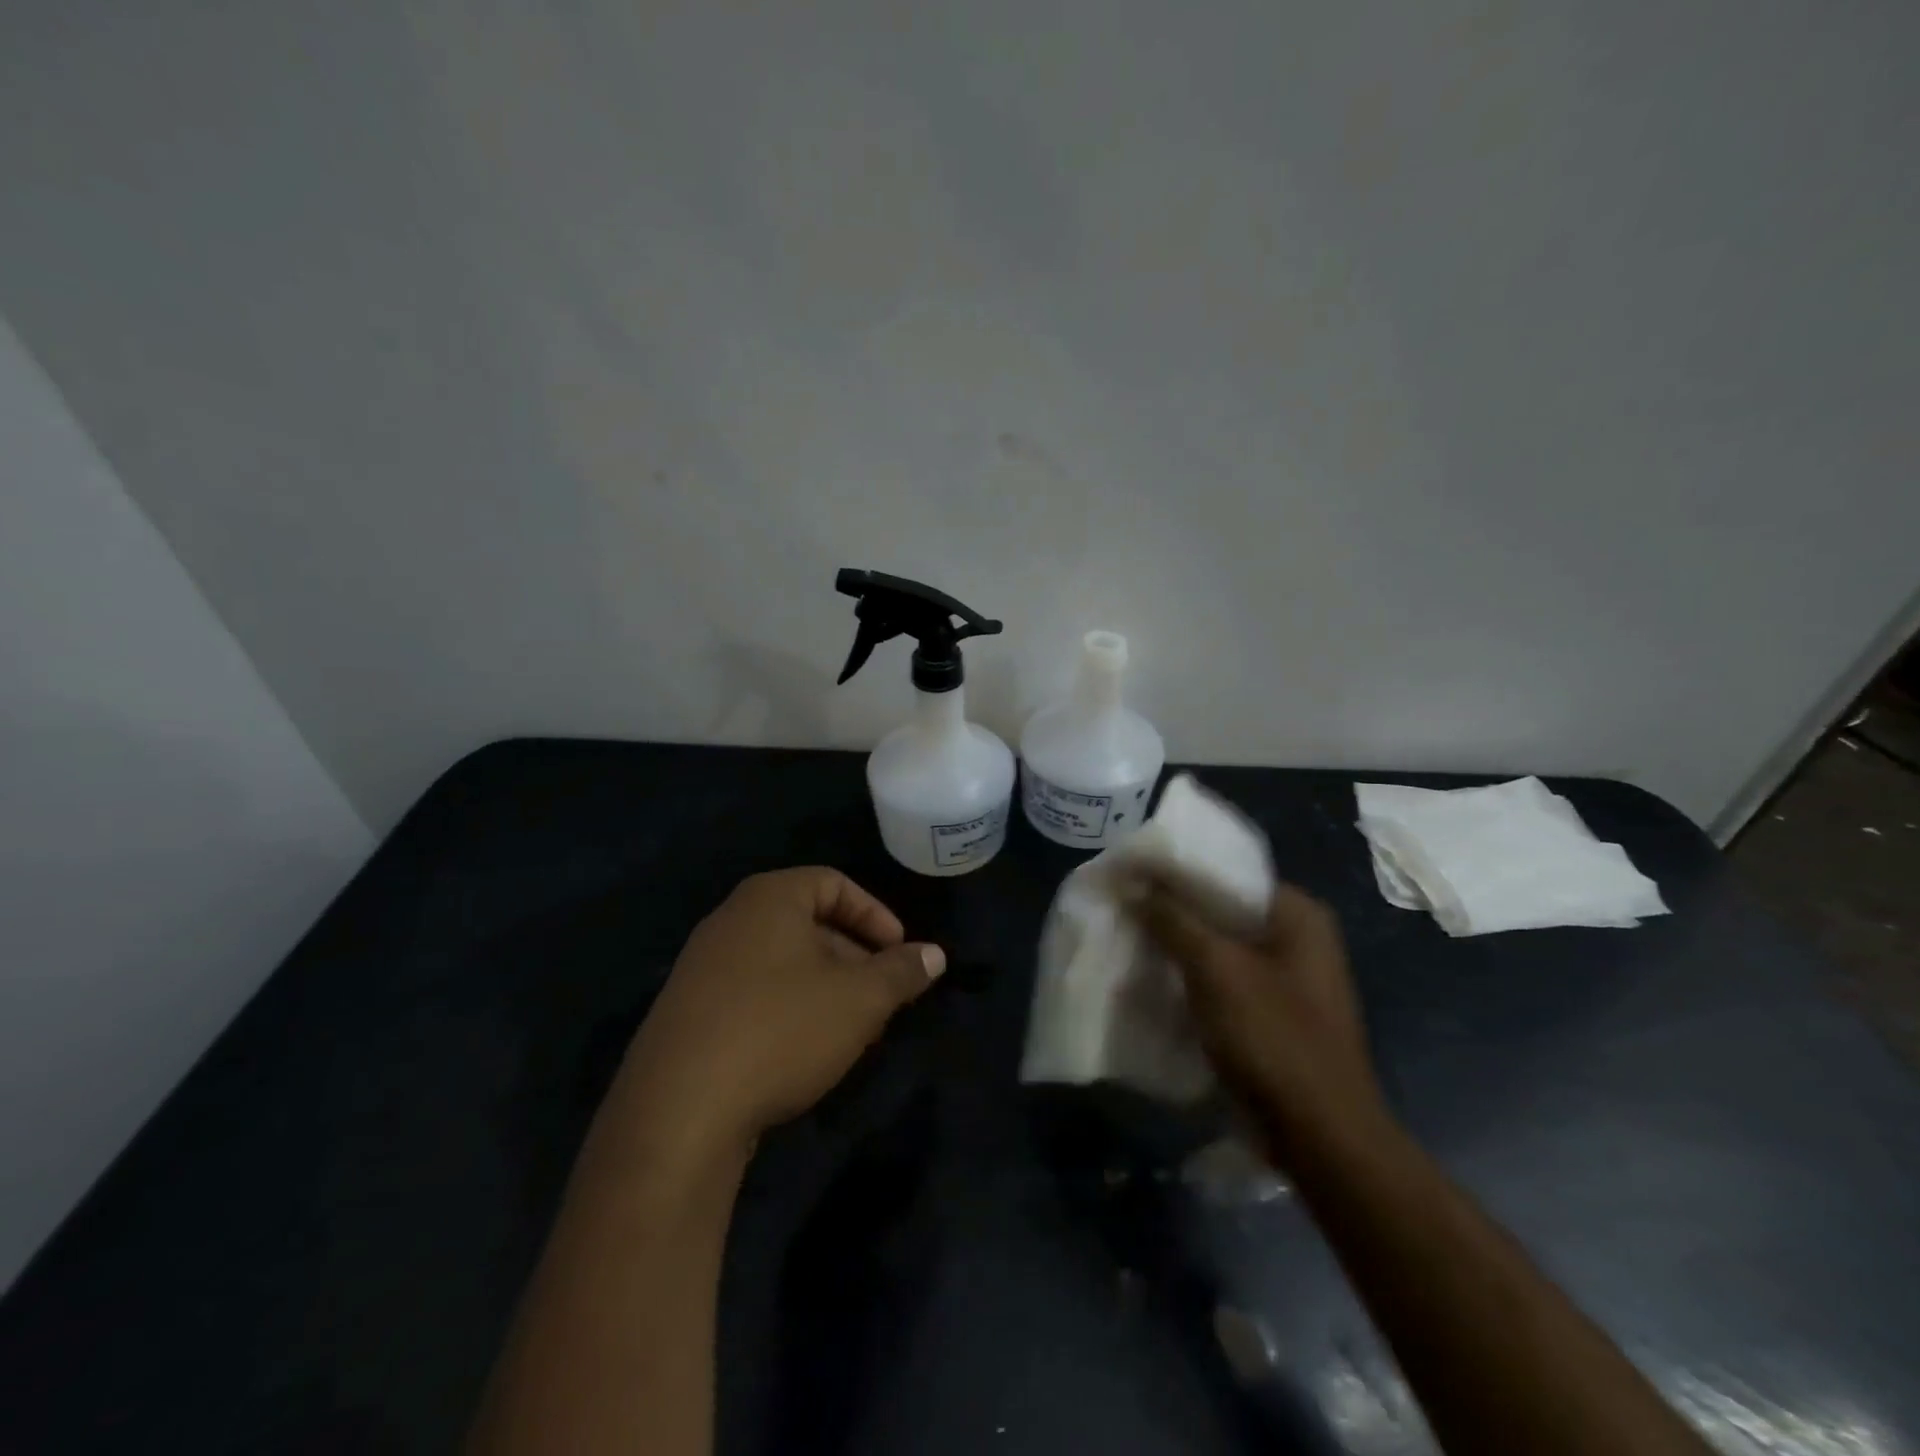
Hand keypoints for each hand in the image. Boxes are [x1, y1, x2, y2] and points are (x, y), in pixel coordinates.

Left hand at [607, 868, 944, 1162]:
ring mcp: (702, 965)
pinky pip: (753, 990)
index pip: (834, 884)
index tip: (900, 954)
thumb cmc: (781, 1031)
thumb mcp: (859, 1000)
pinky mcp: (687, 1010)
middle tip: (881, 997)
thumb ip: (901, 971)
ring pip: (782, 960)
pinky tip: (803, 1050)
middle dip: (854, 956)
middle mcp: (731, 919)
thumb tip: (934, 955)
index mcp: (769, 898)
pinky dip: (788, 1006)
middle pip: (808, 922)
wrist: (677, 1112)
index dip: (876, 915)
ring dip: (825, 986)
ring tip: (850, 1029)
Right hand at [1135, 873, 1387, 1164]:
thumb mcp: (1216, 969)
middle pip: (1223, 908)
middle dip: (1173, 909)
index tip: (1131, 872)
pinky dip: (1193, 977)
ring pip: (1220, 946)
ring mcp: (1289, 979)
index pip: (1227, 871)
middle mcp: (1299, 938)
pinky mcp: (1274, 1013)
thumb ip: (1173, 920)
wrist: (1321, 1137)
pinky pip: (1225, 980)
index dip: (1176, 870)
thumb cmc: (1273, 1039)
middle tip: (1124, 904)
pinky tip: (1155, 978)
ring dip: (1179, 945)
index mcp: (1298, 914)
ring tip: (1130, 936)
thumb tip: (1133, 883)